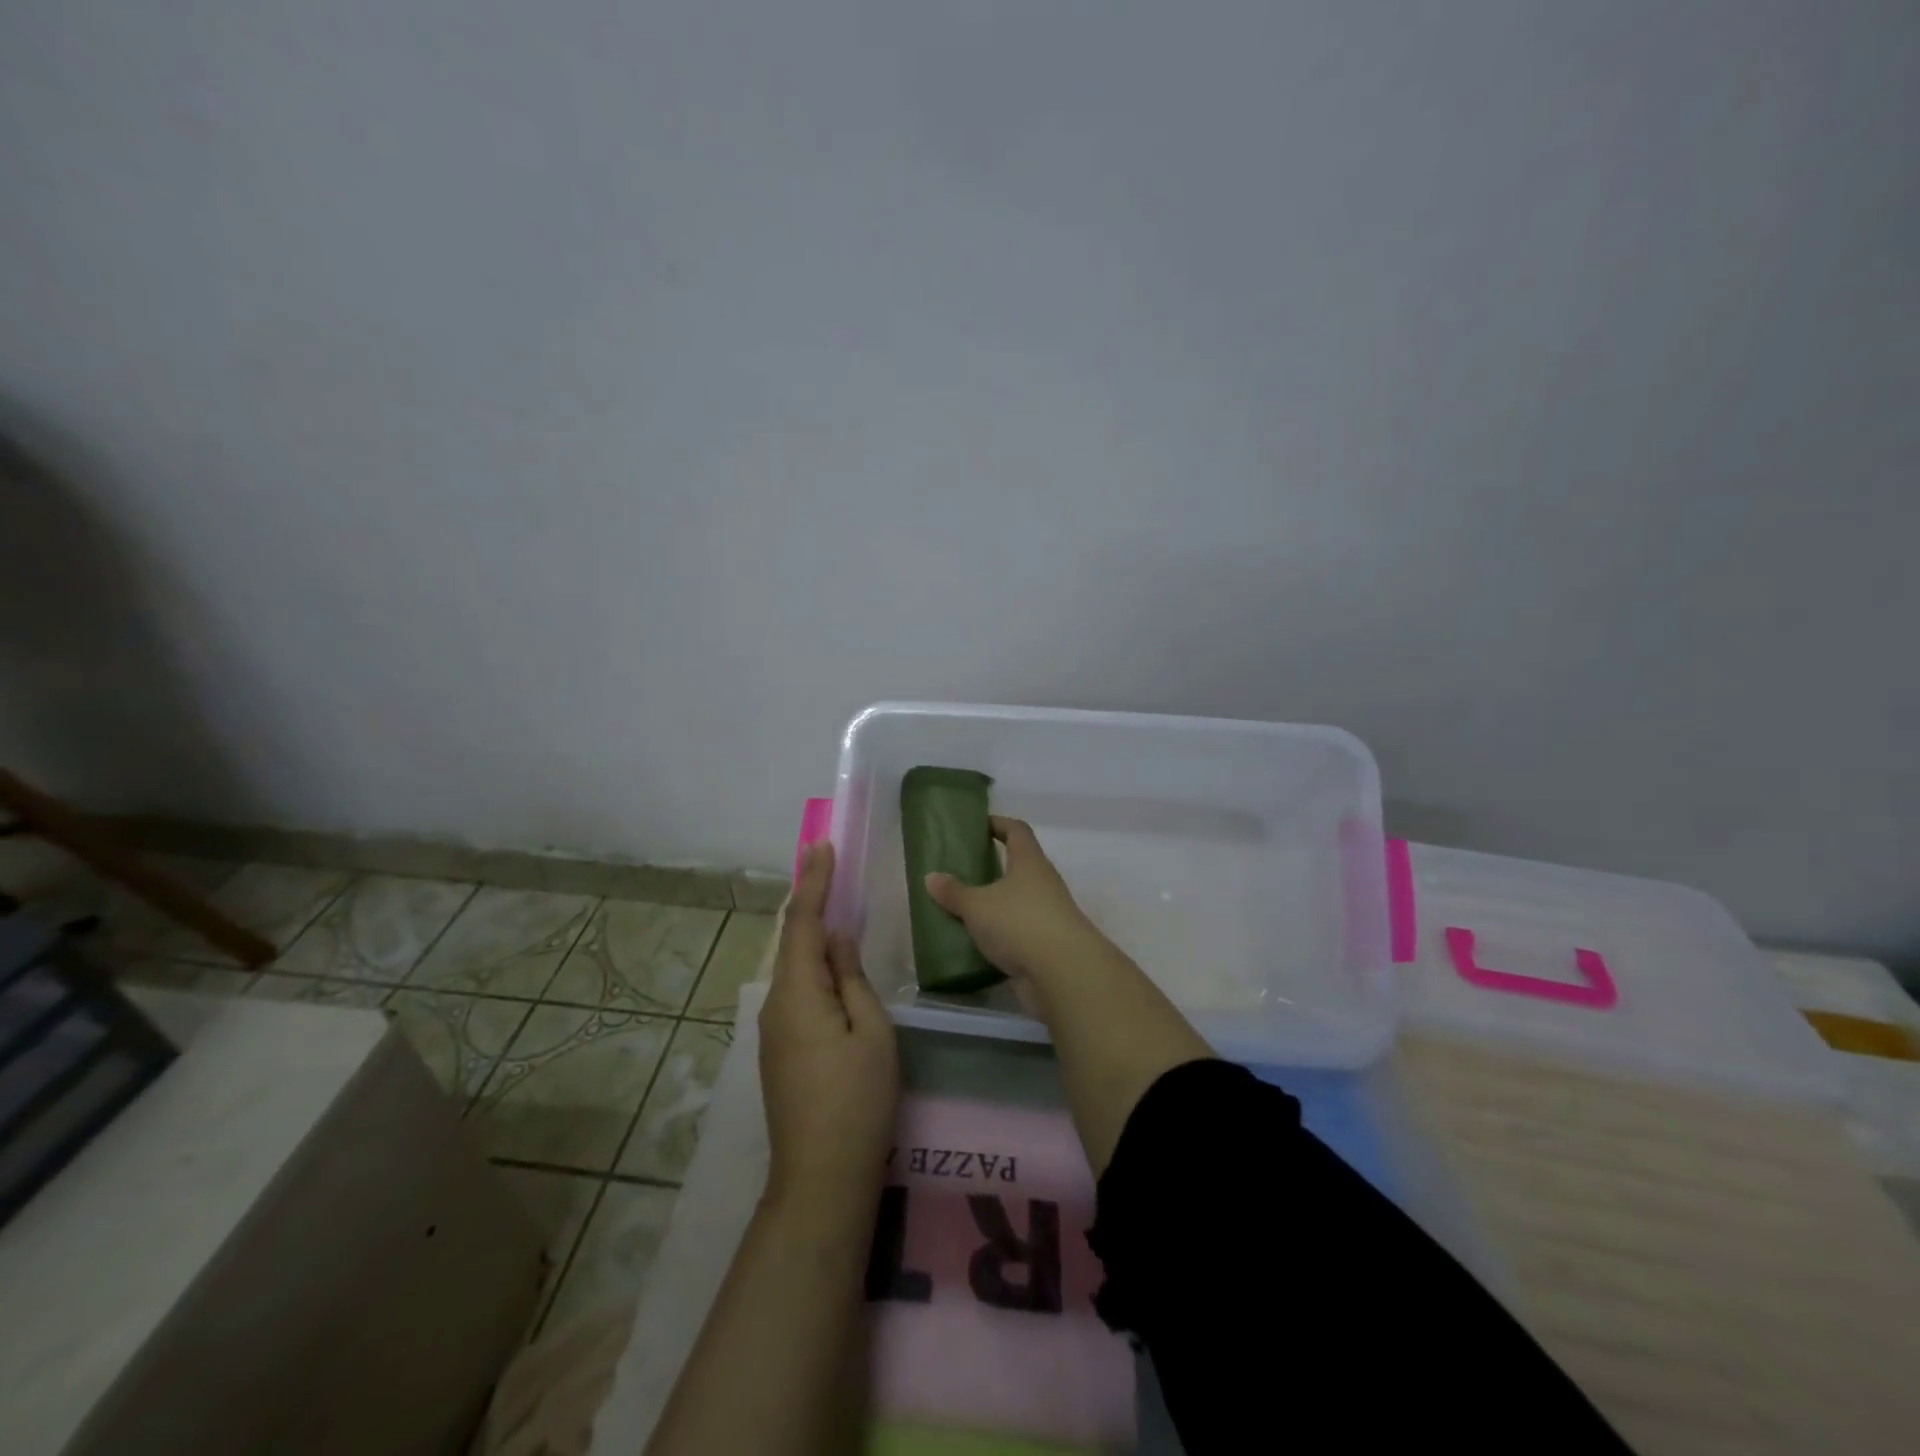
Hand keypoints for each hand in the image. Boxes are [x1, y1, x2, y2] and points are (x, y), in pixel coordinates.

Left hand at [759, 842, 898, 1209]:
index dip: (813, 882)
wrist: (820, 1178)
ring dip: (811, 934)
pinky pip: (796, 991)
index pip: (804, 923)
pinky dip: (812, 965)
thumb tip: (836, 939)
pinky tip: (831, 965)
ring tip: (834, 906)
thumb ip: (852, 978)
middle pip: (793, 941)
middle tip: (828, 866)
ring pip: (794, 968)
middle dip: (810, 901)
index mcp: (798, 993)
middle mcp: (776, 1005)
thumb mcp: (871, 1031)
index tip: (822, 846)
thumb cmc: (857, 1100)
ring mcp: (773, 1031)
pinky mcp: (780, 1051)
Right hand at [923, 817, 1099, 986]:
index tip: (980, 825)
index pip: (1017, 831)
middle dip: (994, 866)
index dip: (999, 824)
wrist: (1063, 973)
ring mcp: (1049, 914)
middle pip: (1019, 866)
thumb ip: (954, 892)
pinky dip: (1001, 933)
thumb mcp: (977, 906)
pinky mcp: (1047, 944)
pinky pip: (1019, 930)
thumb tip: (931, 877)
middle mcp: (1044, 883)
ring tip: (965, 907)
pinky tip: (978, 941)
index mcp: (1030, 862)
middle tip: (963, 870)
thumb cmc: (1019, 923)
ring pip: (1019, 900)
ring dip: (996, 903)